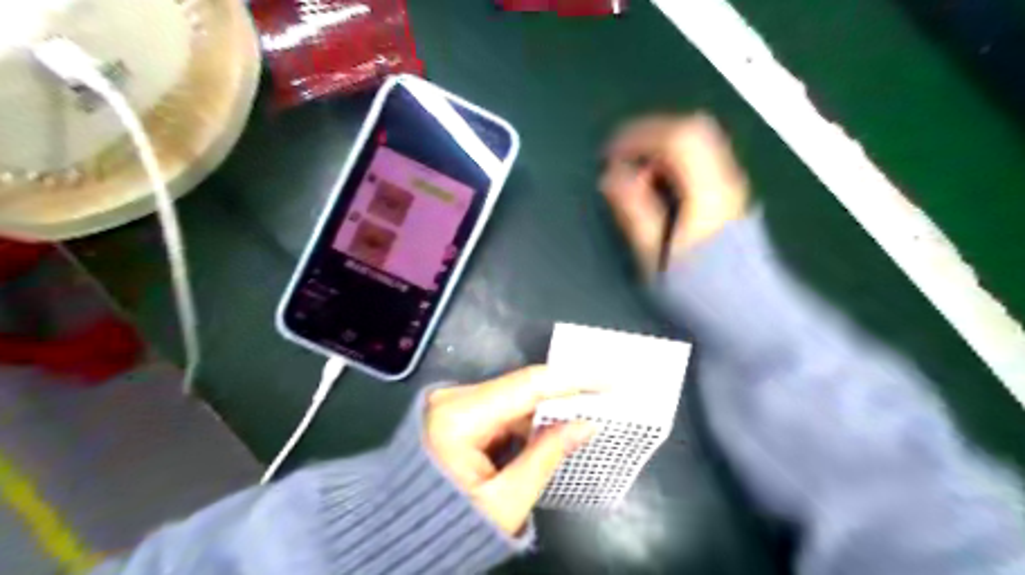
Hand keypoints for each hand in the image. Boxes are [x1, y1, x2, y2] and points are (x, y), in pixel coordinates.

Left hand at [427, 367, 600, 536]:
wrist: (405, 536)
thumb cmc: (453, 528)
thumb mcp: (506, 501)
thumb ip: (547, 456)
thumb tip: (586, 423)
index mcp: (457, 418)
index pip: (526, 386)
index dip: (570, 381)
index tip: (606, 382)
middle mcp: (451, 398)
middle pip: (519, 388)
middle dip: (562, 395)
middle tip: (602, 399)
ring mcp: (451, 401)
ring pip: (512, 396)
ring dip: (546, 407)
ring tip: (584, 413)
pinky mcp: (455, 410)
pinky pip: (501, 406)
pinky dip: (527, 417)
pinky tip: (552, 426)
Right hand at [602, 112, 749, 277]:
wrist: (746, 311)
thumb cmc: (698, 289)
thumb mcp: (657, 256)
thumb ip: (635, 212)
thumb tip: (611, 177)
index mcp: (707, 193)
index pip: (677, 139)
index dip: (639, 137)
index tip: (611, 153)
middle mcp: (725, 180)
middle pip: (693, 130)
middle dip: (651, 133)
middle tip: (622, 153)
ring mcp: (732, 186)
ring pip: (700, 140)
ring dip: (663, 145)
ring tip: (637, 169)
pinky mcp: (730, 195)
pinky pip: (703, 157)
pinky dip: (676, 157)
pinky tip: (660, 180)